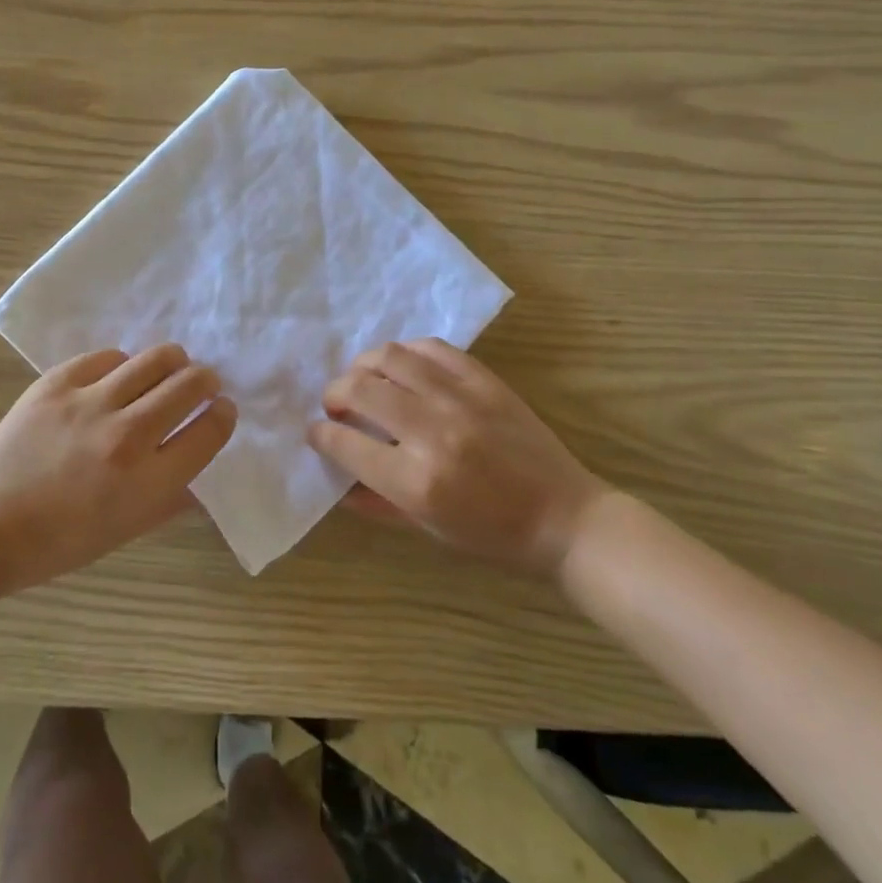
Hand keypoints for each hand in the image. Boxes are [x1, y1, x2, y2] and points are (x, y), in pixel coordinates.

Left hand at [0, 344, 236, 597]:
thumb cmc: (60, 541)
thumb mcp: (127, 531)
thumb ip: (172, 500)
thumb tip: (203, 476)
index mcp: (148, 481)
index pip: (210, 431)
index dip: (223, 415)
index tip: (221, 409)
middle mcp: (126, 435)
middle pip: (189, 385)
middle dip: (206, 381)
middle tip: (202, 385)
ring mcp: (89, 403)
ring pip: (155, 359)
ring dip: (172, 362)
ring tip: (170, 368)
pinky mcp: (57, 383)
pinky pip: (108, 357)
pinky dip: (121, 366)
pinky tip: (117, 378)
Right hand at [310, 338, 609, 572]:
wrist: (564, 517)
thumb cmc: (493, 535)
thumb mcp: (427, 529)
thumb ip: (376, 502)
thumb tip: (336, 479)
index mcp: (415, 481)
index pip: (345, 443)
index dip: (320, 434)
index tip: (317, 432)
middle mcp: (432, 432)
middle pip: (360, 389)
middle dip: (334, 394)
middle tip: (336, 405)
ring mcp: (460, 399)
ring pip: (390, 357)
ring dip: (364, 365)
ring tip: (364, 379)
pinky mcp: (484, 381)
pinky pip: (432, 348)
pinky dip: (407, 352)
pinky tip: (403, 366)